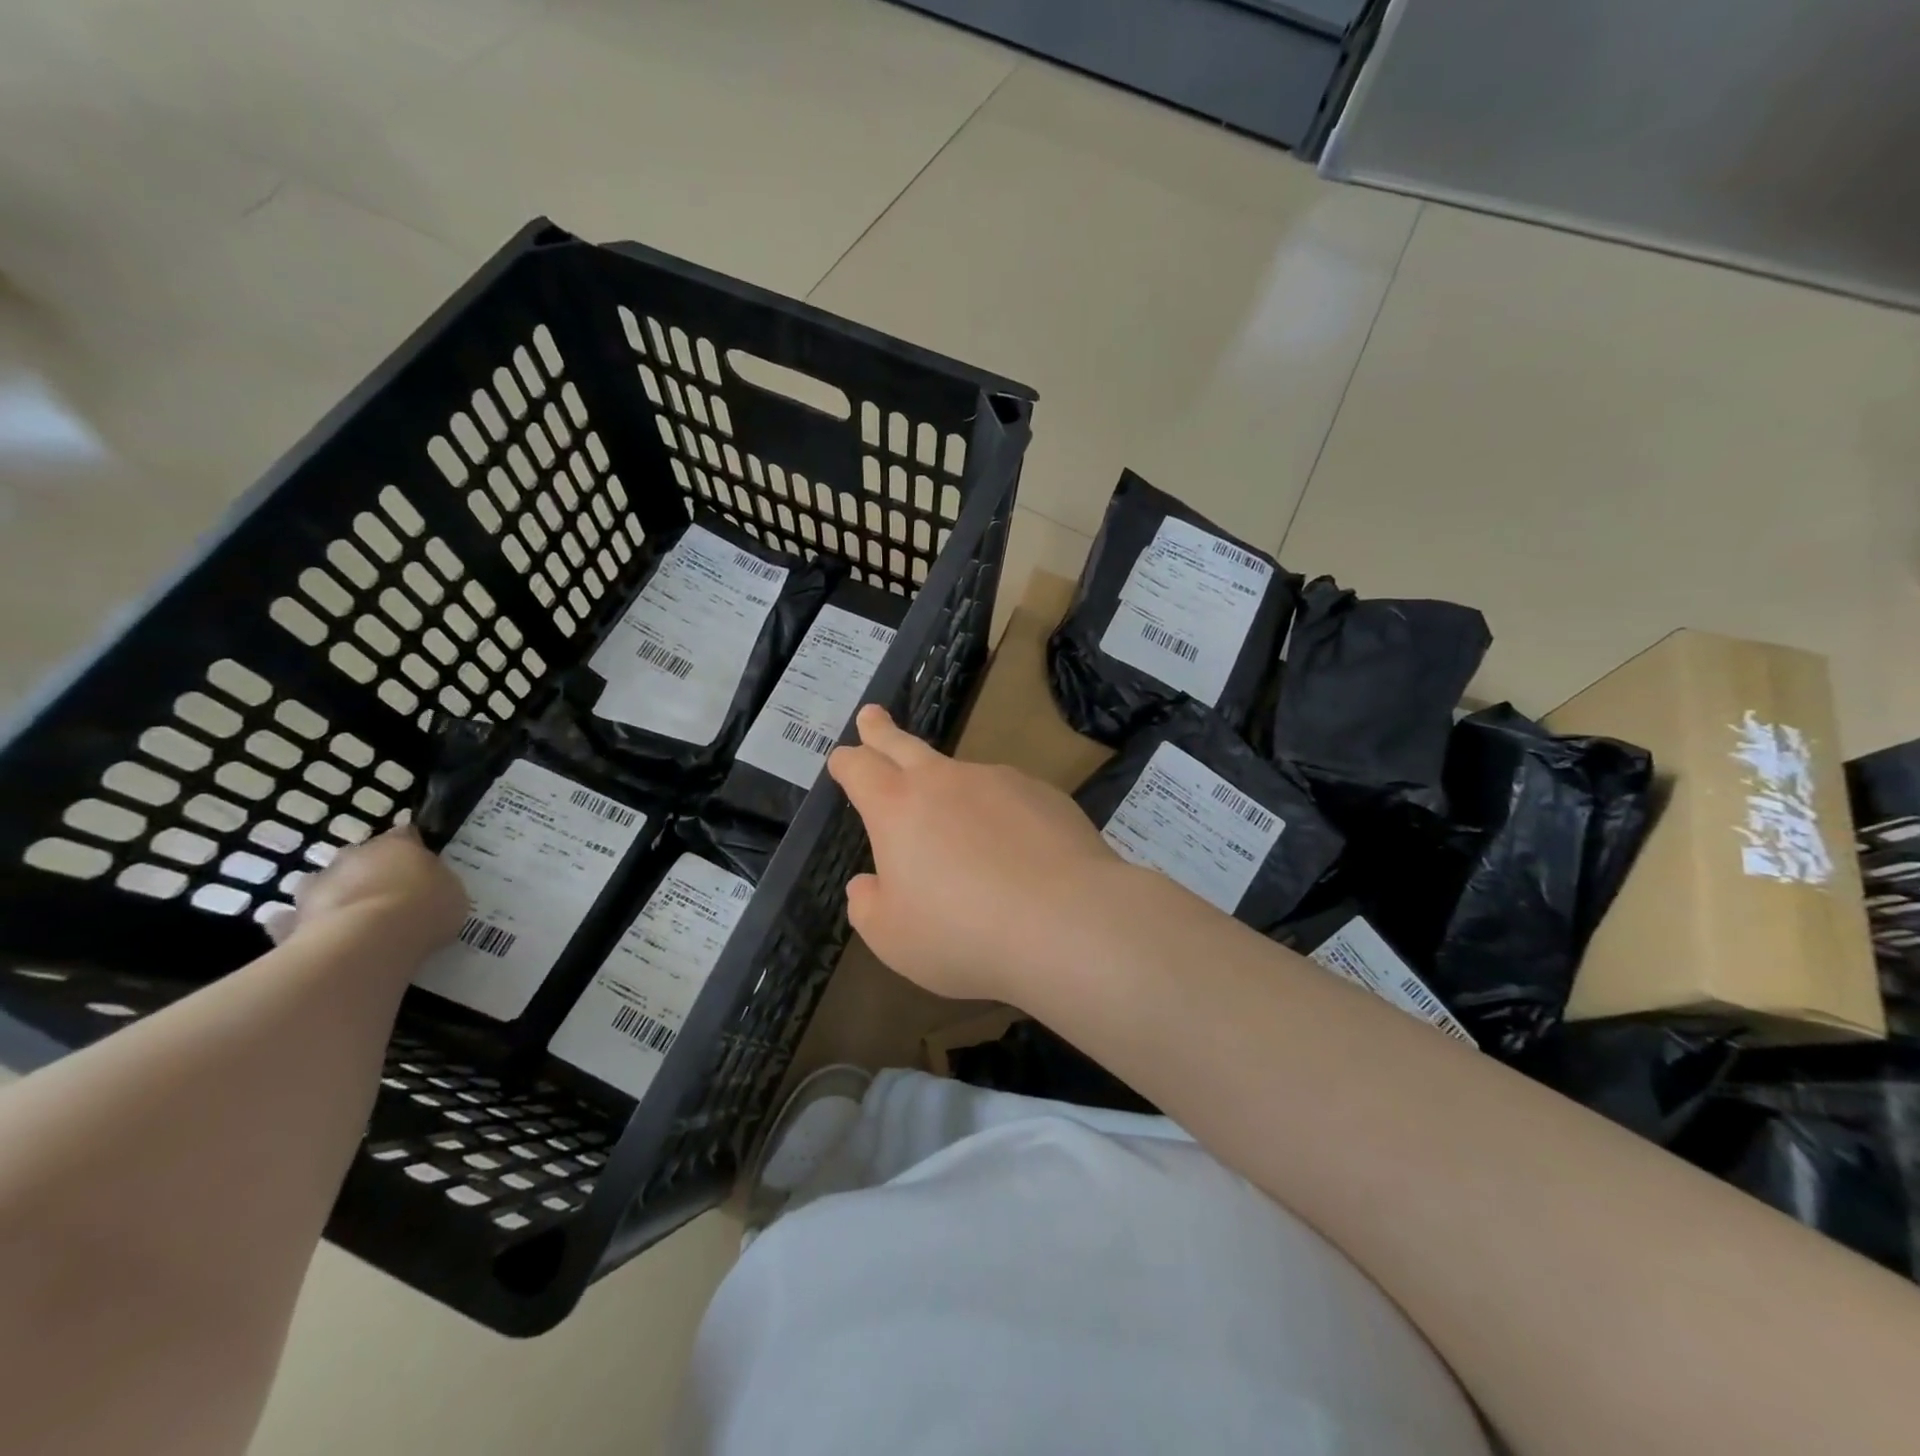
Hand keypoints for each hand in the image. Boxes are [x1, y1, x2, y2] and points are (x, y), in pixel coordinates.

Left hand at [265, 826, 466, 960]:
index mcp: (397, 844)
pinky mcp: (289, 921)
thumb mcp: (452, 892)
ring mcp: (316, 887)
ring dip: (336, 896)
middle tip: (390, 897)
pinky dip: (303, 927)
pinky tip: (320, 941)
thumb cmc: (421, 909)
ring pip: (325, 885)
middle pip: (361, 859)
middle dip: (370, 873)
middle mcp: (353, 856)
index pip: (406, 835)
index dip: (414, 849)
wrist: (365, 944)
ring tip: (355, 922)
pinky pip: (294, 921)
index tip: (424, 867)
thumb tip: (426, 885)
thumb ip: (437, 883)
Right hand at [827, 704, 1128, 1002]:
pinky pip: (1010, 799)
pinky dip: (1001, 815)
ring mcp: (999, 780)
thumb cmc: (963, 933)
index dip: (846, 762)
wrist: (1066, 922)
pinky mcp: (1045, 794)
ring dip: (950, 788)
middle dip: (882, 730)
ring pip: (963, 775)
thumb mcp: (894, 938)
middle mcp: (946, 781)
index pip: (860, 769)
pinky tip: (1016, 851)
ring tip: (962, 831)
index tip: (842, 758)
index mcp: (898, 807)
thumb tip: (866, 884)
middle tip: (872, 714)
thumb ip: (869, 906)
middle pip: (904, 745)